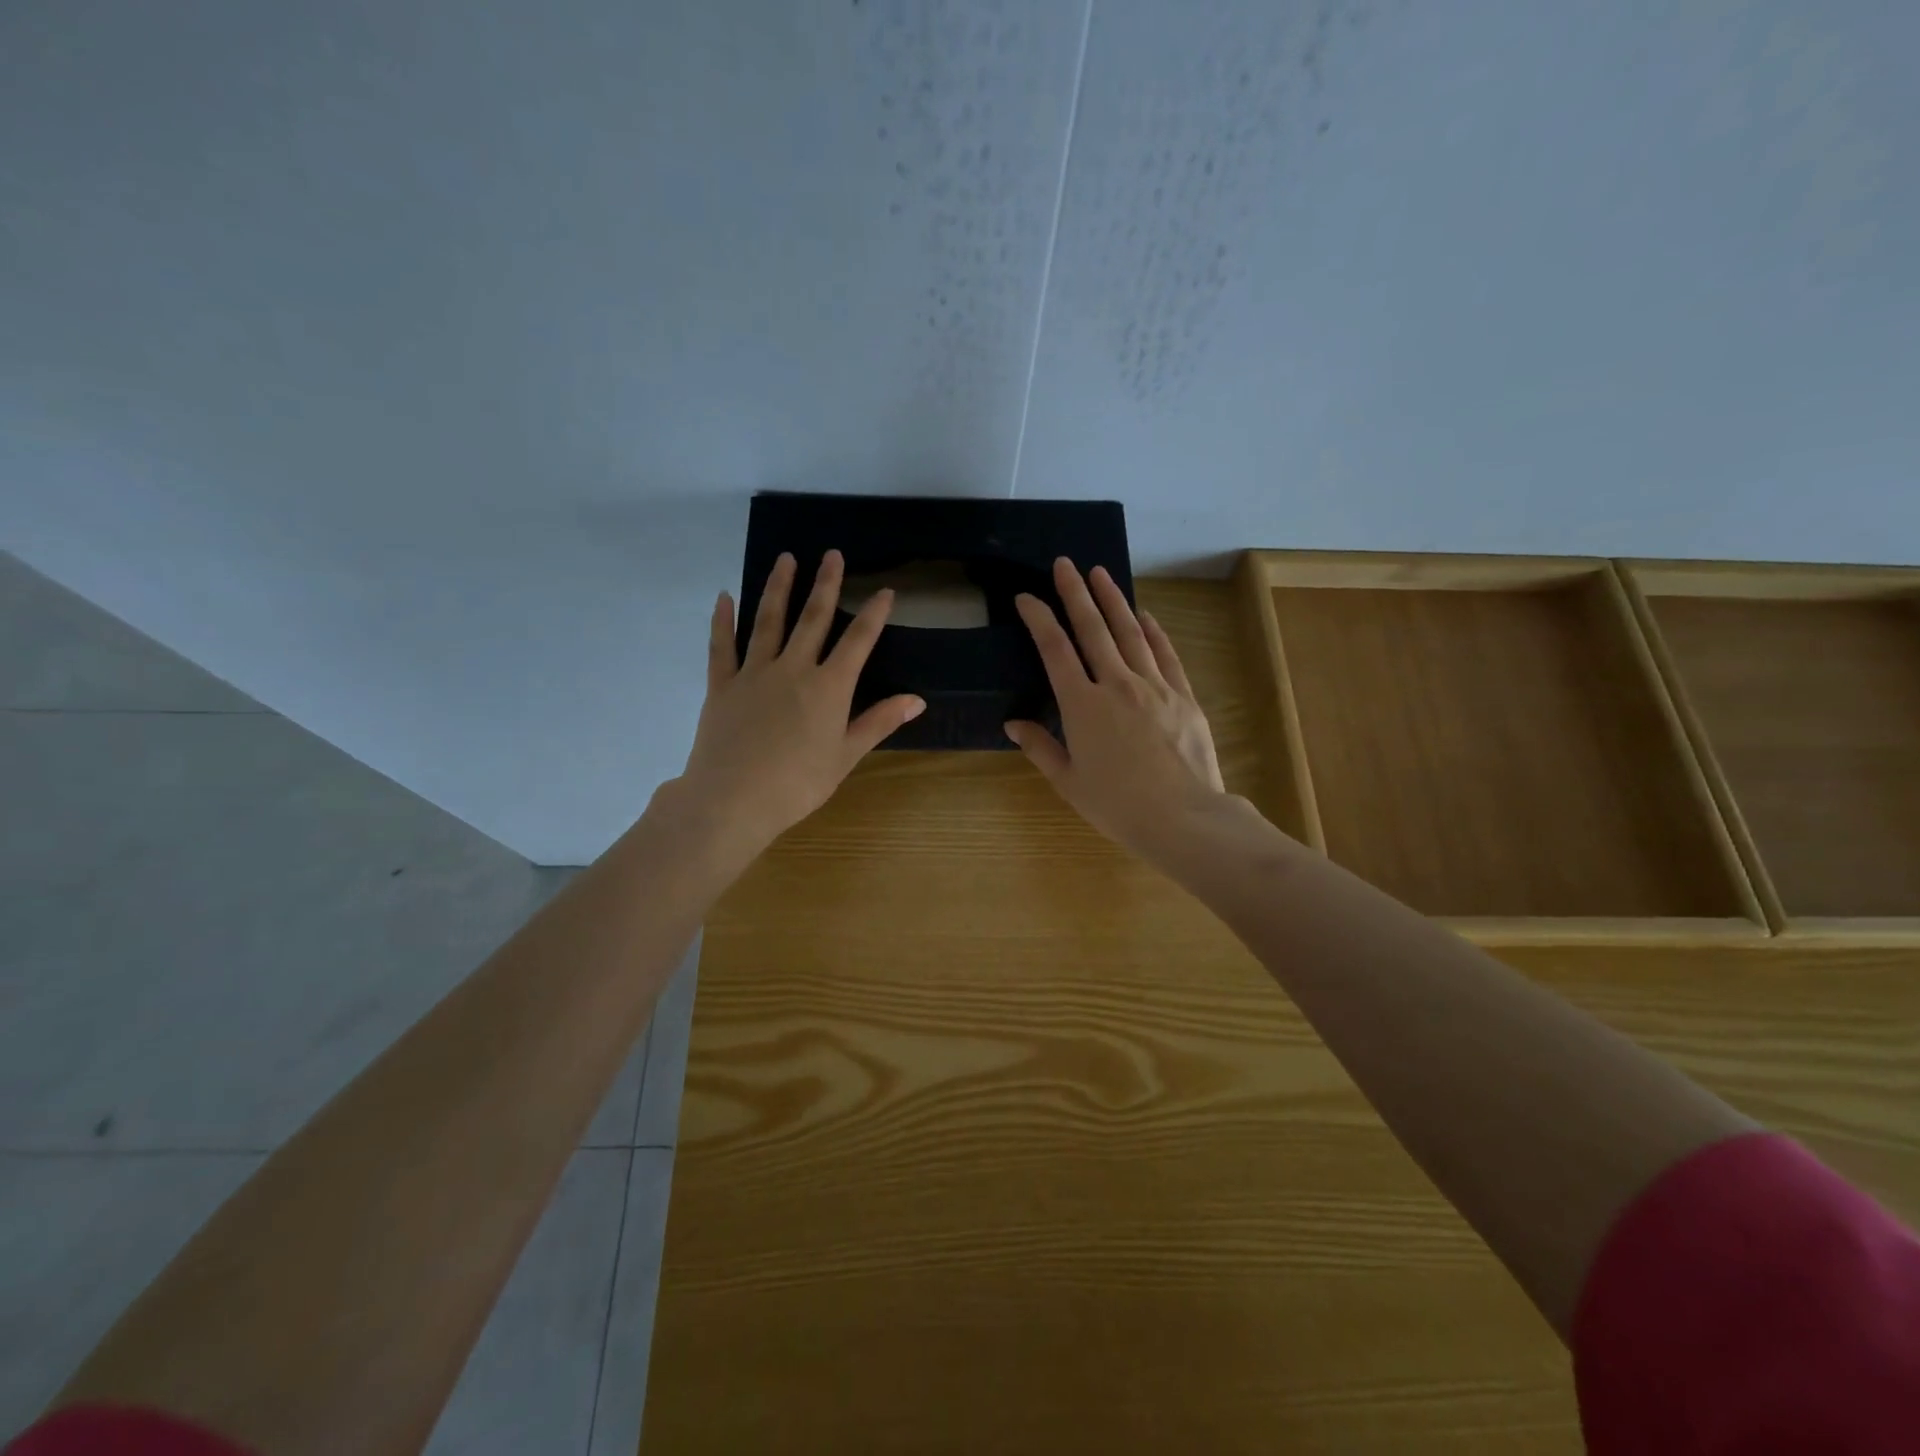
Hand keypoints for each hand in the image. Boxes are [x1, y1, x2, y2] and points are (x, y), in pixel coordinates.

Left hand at [674, 550, 923, 861]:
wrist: (733, 800)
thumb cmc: (797, 784)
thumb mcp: (845, 756)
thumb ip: (878, 722)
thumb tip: (917, 699)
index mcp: (829, 687)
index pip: (858, 642)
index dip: (874, 615)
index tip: (885, 591)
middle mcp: (794, 669)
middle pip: (813, 619)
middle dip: (825, 585)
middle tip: (831, 554)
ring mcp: (754, 673)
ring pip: (768, 622)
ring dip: (778, 588)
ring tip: (786, 559)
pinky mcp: (722, 685)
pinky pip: (723, 646)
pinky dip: (723, 620)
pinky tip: (725, 597)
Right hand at [1006, 559, 1226, 866]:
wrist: (1183, 818)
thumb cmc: (1117, 806)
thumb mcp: (1069, 782)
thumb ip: (1040, 748)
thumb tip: (1014, 724)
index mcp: (1082, 706)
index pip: (1054, 650)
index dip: (1038, 619)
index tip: (1026, 597)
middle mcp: (1116, 684)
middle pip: (1092, 629)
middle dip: (1075, 593)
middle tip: (1064, 563)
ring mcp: (1154, 686)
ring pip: (1130, 633)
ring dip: (1113, 600)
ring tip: (1100, 573)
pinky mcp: (1183, 696)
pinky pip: (1165, 654)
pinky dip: (1153, 631)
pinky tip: (1145, 615)